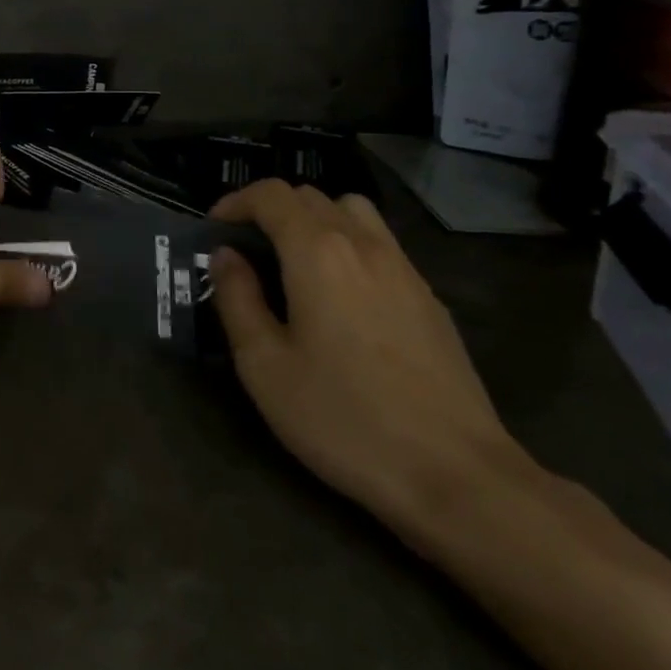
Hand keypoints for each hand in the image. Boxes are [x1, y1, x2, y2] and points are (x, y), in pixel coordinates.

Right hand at [209, 182, 529, 529]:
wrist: (456, 474)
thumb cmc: (344, 418)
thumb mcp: (265, 366)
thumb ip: (237, 299)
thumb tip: (225, 256)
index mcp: (317, 252)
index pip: (271, 195)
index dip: (235, 202)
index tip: (214, 228)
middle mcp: (363, 244)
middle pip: (310, 196)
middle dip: (269, 210)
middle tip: (246, 248)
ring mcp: (404, 268)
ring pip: (352, 211)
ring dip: (314, 219)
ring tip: (294, 261)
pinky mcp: (429, 298)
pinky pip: (381, 244)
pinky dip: (349, 245)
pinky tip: (342, 296)